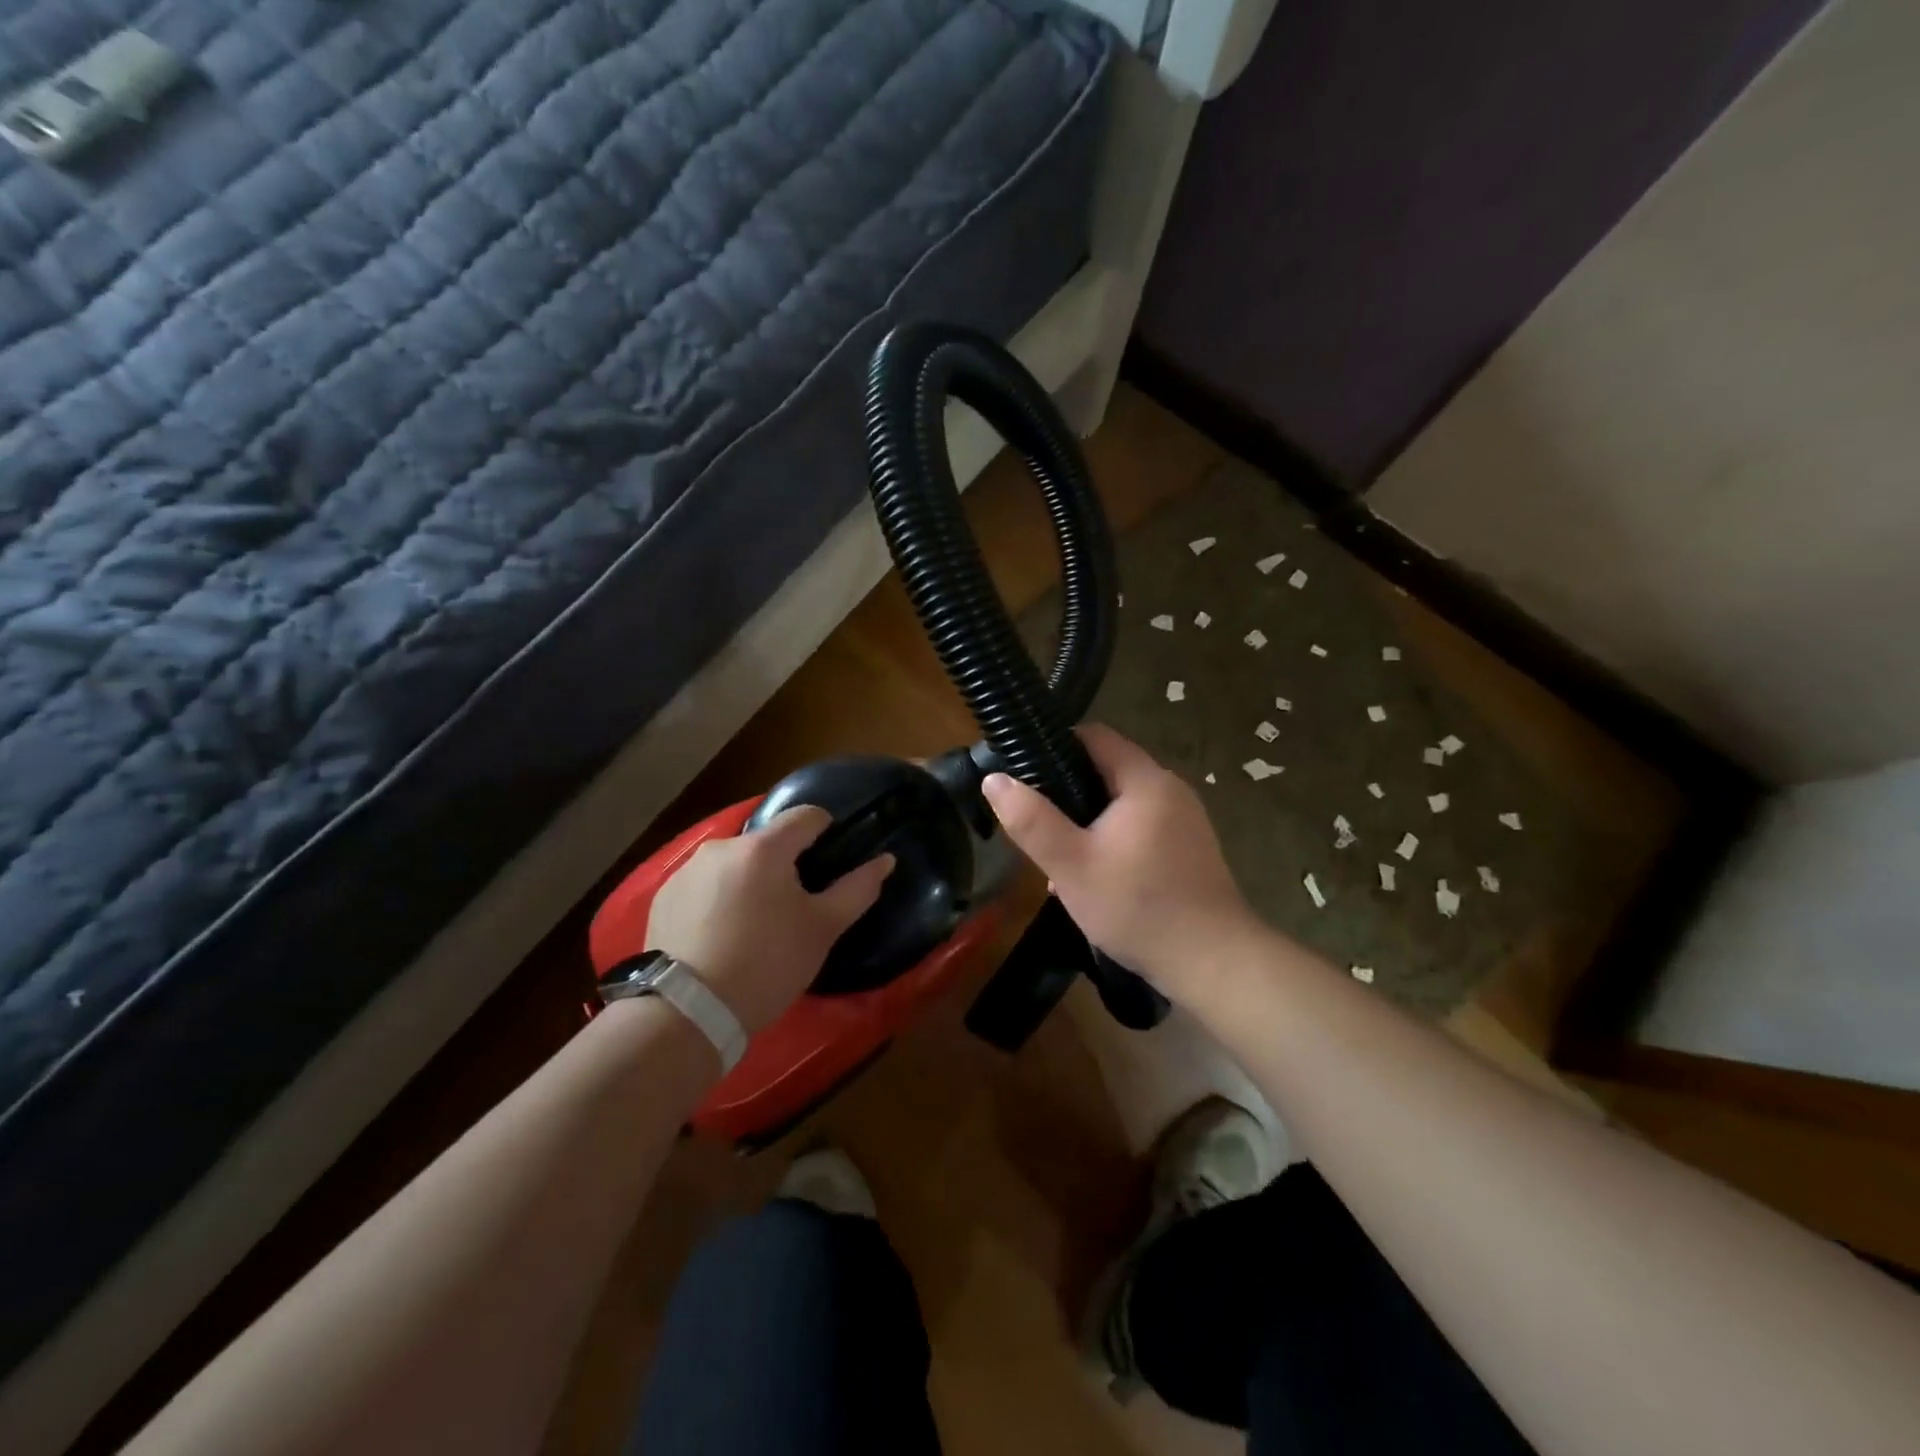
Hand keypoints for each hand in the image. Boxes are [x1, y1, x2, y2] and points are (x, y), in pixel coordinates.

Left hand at [645, 807, 893, 1034]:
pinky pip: (703, 884)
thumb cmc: (767, 964)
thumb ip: (858, 888)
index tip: (830, 860)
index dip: (826, 830)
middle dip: (784, 863)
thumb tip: (886, 860)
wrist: (688, 1012)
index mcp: (764, 848)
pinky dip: (718, 898)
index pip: (806, 815)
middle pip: (767, 841)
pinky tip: (721, 935)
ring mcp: (686, 871)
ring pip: (733, 863)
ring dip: (749, 880)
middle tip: (794, 906)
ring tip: (754, 925)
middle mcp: (721, 847)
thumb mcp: (822, 929)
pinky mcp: (663, 896)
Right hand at [981, 724, 1262, 1001]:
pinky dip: (1114, 841)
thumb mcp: (1071, 865)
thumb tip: (994, 779)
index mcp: (1145, 780)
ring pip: (1122, 805)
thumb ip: (1031, 820)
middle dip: (1068, 793)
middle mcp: (1171, 789)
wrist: (1212, 963)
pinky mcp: (1190, 848)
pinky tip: (1096, 879)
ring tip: (1060, 859)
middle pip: (1108, 770)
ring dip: (1088, 824)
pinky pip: (1142, 829)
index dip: (1055, 745)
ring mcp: (1185, 820)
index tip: (1024, 772)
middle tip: (1038, 826)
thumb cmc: (1137, 907)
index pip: (1095, 735)